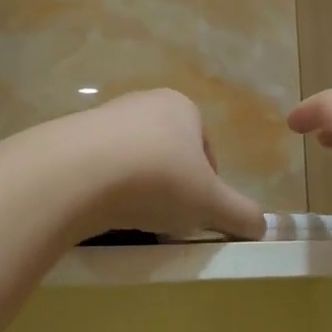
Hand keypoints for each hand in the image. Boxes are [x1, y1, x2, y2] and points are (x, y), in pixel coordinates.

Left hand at [70, 90, 266, 240]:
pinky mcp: (69, 139)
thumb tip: (262, 227)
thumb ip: (242, 214)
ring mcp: (102, 118)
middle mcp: (142, 103)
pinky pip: (98, 170)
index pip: (205, 150)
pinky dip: (105, 191)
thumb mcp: (211, 204)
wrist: (76, 173)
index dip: (207, 187)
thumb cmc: (158, 180)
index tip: (197, 215)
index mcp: (182, 107)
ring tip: (133, 221)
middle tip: (167, 222)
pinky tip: (101, 214)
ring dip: (138, 191)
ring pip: (132, 163)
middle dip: (171, 190)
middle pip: (168, 156)